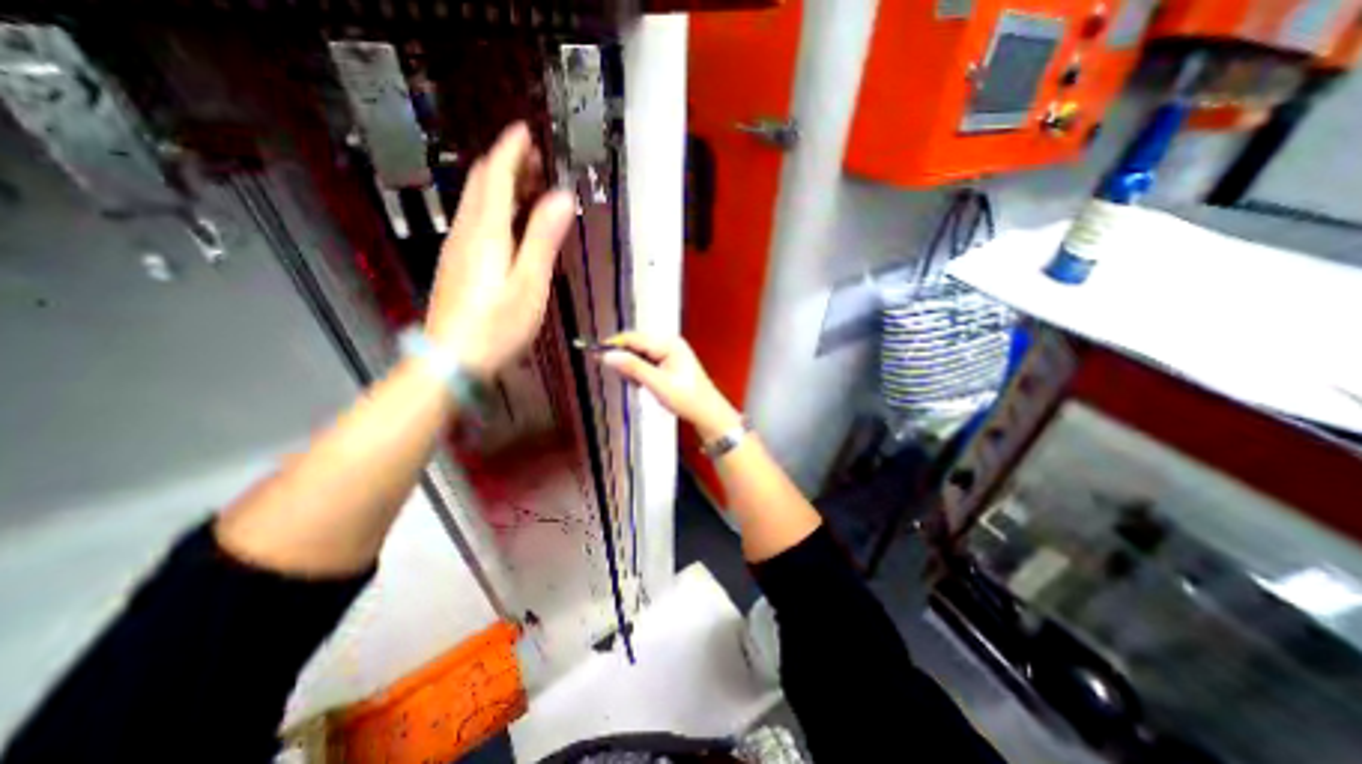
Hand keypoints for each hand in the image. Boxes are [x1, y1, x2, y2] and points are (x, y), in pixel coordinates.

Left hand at [424, 120, 572, 378]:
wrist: (451, 359)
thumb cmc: (497, 325)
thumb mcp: (529, 284)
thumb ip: (543, 239)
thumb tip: (561, 197)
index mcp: (486, 232)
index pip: (496, 177)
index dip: (510, 150)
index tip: (525, 131)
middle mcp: (466, 233)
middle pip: (481, 186)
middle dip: (505, 164)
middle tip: (532, 156)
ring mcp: (457, 250)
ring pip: (476, 203)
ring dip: (499, 186)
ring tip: (526, 183)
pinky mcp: (457, 266)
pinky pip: (475, 223)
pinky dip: (494, 209)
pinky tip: (508, 222)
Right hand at [597, 331, 741, 442]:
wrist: (707, 413)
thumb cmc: (687, 398)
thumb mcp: (657, 384)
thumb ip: (632, 368)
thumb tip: (608, 356)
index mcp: (669, 343)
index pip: (634, 338)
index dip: (613, 345)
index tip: (595, 353)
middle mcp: (669, 343)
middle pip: (636, 344)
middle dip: (624, 359)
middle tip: (622, 378)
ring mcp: (670, 353)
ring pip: (640, 354)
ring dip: (633, 368)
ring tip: (639, 385)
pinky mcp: (669, 363)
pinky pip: (647, 362)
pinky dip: (640, 373)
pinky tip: (644, 385)